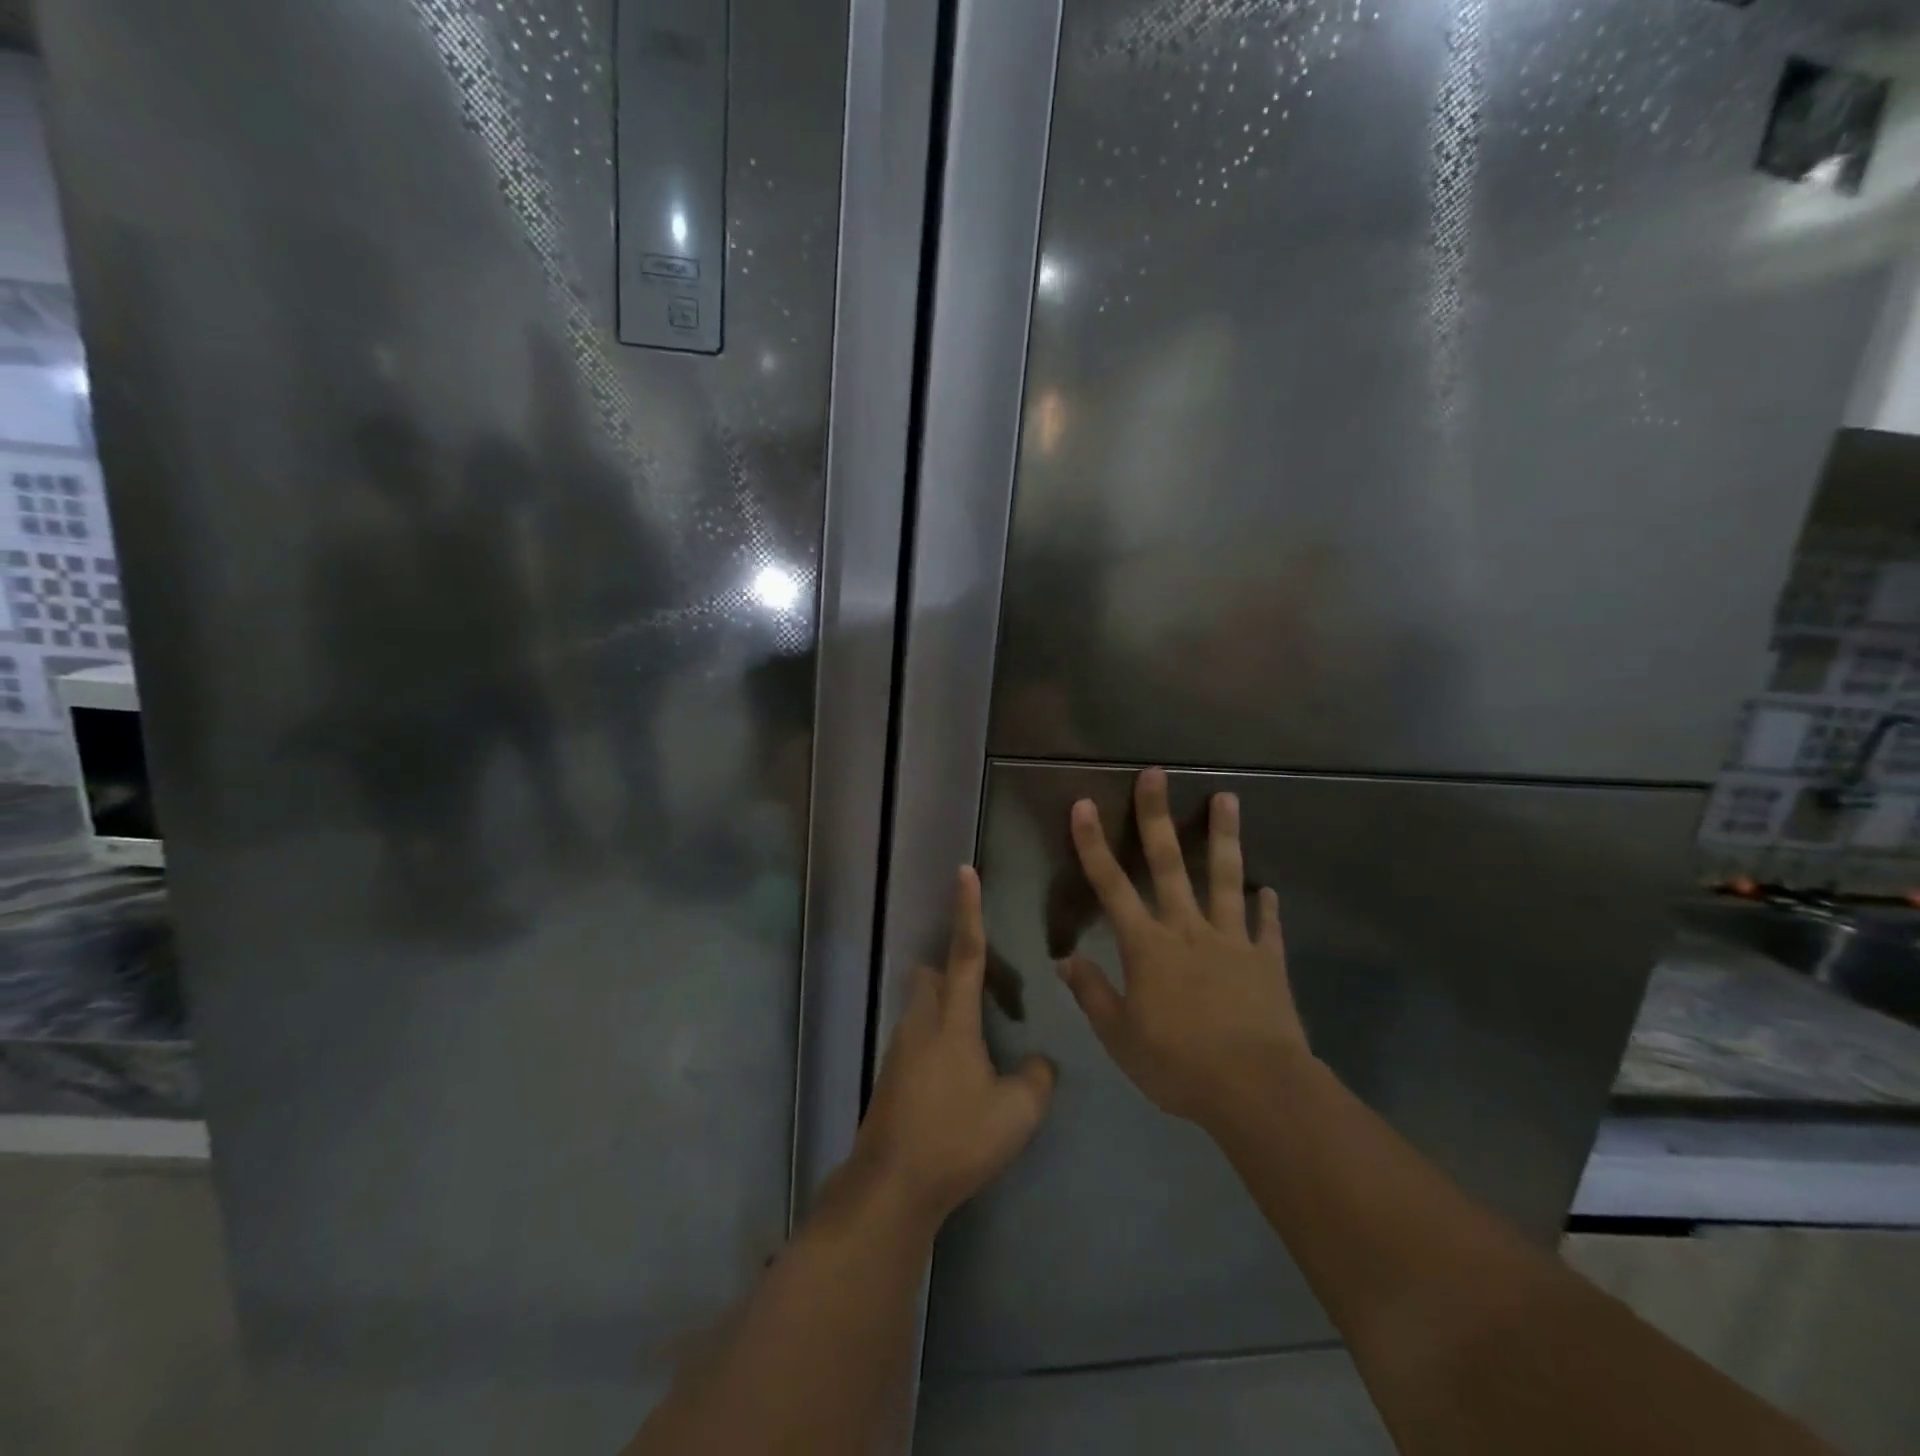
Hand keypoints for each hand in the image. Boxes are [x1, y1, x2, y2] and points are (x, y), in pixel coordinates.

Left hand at [852, 867, 1055, 1227]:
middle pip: (930, 975)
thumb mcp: (1017, 1114)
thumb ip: (1036, 1080)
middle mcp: (921, 1022)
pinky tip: (957, 1080)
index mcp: (953, 1020)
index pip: (966, 952)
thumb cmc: (957, 1139)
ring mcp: (900, 1048)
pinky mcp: (891, 1075)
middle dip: (951, 971)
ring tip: (978, 1045)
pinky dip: (936, 1043)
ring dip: (944, 1010)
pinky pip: (916, 1039)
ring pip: (921, 1007)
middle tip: (984, 994)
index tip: (964, 871)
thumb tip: (1039, 1063)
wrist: (892, 1184)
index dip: (968, 910)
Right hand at [1057, 768, 1308, 1124]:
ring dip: (1224, 836)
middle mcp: (1187, 930)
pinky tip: (1269, 889)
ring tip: (1228, 798)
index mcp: (1147, 947)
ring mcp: (1231, 939)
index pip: (1111, 886)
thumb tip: (1065, 960)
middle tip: (1156, 774)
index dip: (1094, 844)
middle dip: (1156, 816)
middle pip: (1168, 863)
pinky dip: (1266, 906)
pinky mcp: (1266, 959)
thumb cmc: (1179, 1065)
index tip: (1083, 805)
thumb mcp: (1121, 1037)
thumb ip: (1092, 994)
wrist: (1256, 1090)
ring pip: (1224, 877)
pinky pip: (1265, 925)